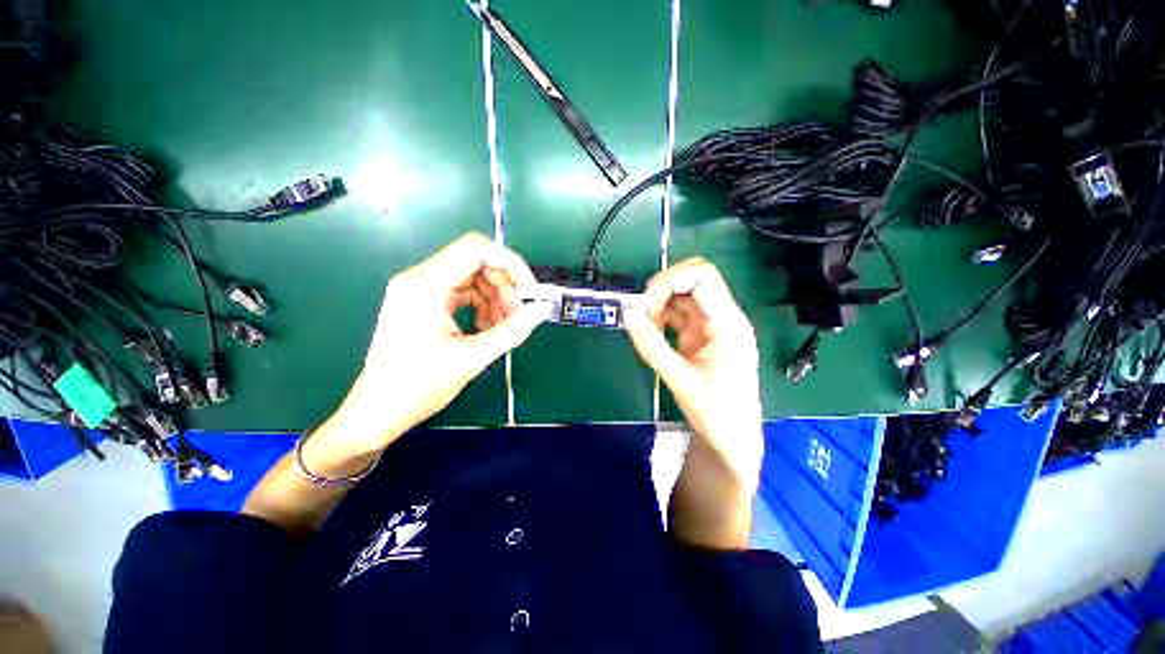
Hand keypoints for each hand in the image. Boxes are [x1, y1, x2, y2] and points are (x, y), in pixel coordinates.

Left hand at [320, 233, 545, 457]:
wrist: (378, 411)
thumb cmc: (419, 386)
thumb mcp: (473, 358)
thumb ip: (512, 330)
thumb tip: (542, 309)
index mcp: (425, 285)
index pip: (477, 249)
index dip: (511, 264)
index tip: (529, 291)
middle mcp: (419, 278)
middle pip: (475, 261)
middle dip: (504, 285)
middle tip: (517, 315)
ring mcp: (418, 289)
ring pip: (471, 276)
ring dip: (494, 297)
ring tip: (503, 326)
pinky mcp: (421, 301)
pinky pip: (460, 291)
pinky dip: (480, 304)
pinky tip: (486, 327)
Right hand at [624, 258, 763, 482]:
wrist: (734, 438)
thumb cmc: (716, 415)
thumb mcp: (680, 381)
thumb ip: (651, 346)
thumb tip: (627, 313)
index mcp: (729, 325)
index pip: (702, 277)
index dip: (669, 281)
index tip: (645, 305)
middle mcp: (724, 317)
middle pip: (693, 278)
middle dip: (663, 288)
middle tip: (643, 312)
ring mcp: (713, 324)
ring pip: (684, 293)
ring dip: (660, 303)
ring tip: (646, 328)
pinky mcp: (702, 333)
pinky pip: (679, 312)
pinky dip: (661, 316)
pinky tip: (653, 333)